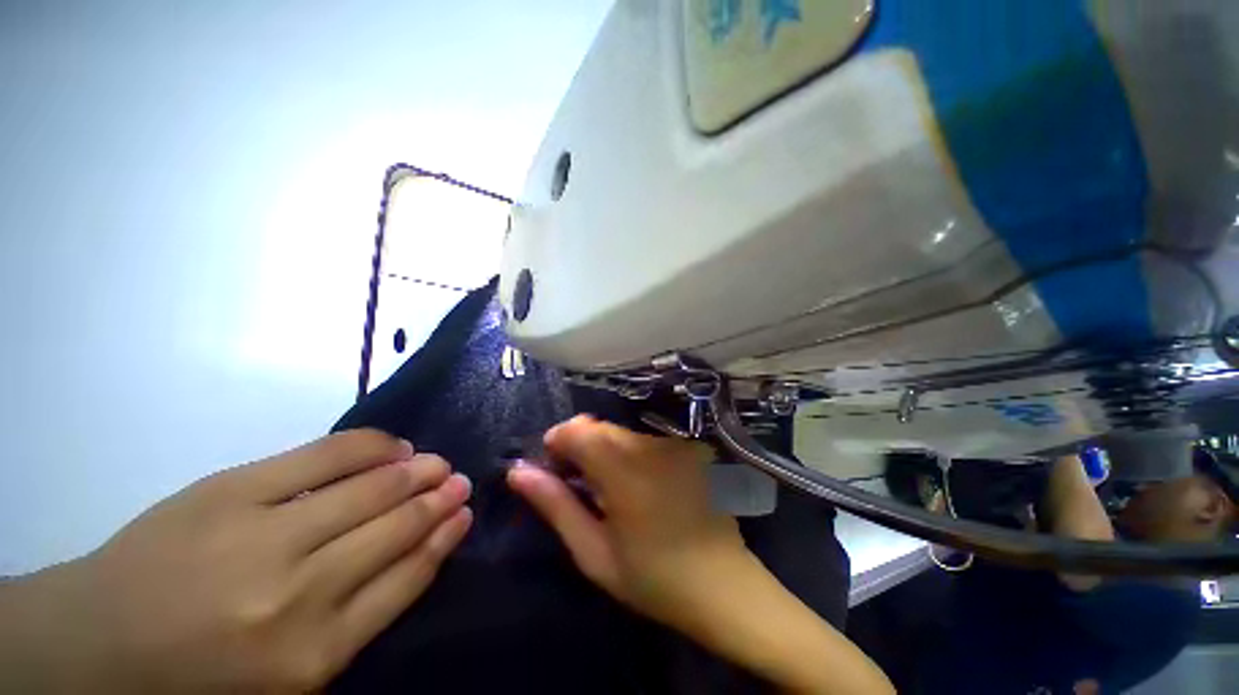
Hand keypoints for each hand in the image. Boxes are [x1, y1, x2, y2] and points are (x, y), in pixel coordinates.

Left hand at [0, 429, 472, 692]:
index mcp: (314, 656)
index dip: (442, 540)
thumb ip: (350, 624)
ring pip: (369, 490)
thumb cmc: (197, 678)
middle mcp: (300, 595)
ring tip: (438, 461)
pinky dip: (370, 447)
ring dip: (415, 472)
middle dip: (437, 500)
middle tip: (461, 480)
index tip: (465, 515)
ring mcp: (263, 536)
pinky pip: (322, 457)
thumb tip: (411, 558)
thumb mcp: (285, 678)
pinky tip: (394, 445)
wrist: (95, 646)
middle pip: (394, 529)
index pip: (405, 580)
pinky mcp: (232, 492)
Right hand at [509, 417, 895, 694]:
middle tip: (580, 485)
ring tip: (610, 489)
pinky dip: (631, 453)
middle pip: (599, 427)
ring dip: (605, 450)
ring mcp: (674, 443)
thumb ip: (555, 505)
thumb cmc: (654, 578)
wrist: (724, 586)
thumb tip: (518, 472)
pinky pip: (645, 439)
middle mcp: (650, 445)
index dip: (558, 441)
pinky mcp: (688, 447)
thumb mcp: (594, 552)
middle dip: (580, 446)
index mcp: (624, 470)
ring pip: (621, 432)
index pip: (577, 429)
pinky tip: (640, 484)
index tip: (554, 468)